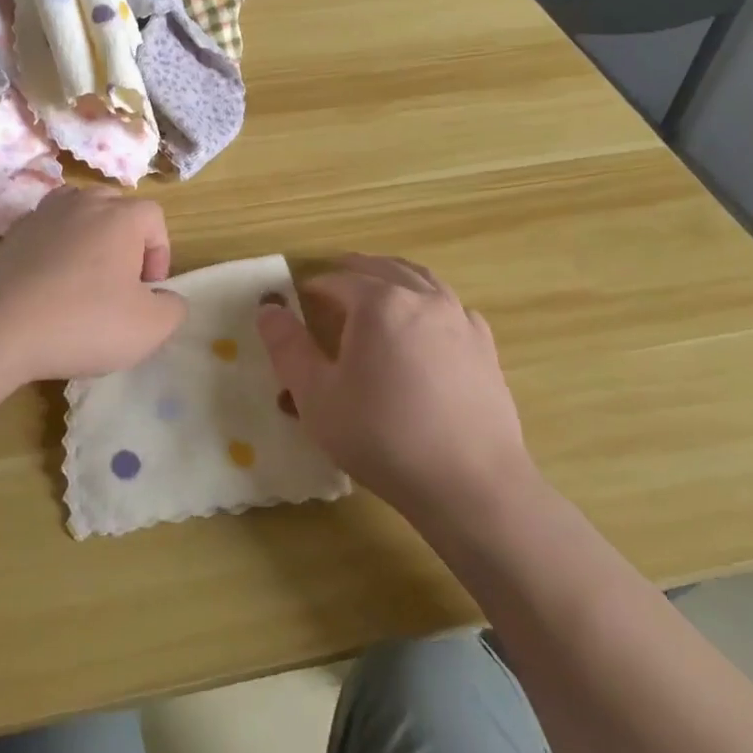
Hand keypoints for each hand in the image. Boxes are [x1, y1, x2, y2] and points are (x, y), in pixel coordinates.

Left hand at [0, 187, 186, 383]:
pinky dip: (54, 252)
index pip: (154, 218)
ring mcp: (42, 215)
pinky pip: (46, 234)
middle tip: (120, 283)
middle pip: (116, 208)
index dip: (160, 253)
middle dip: (125, 241)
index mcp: (121, 216)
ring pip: (78, 214)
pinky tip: (49, 288)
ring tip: (84, 279)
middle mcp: (82, 202)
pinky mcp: (11, 235)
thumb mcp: (149, 328)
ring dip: (89, 241)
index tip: (148, 291)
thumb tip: (164, 297)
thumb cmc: (84, 322)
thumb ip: (172, 308)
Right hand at [255, 255, 531, 525]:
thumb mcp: (316, 396)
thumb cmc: (382, 437)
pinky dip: (427, 302)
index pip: (337, 280)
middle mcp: (422, 298)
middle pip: (382, 268)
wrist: (470, 484)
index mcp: (379, 302)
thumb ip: (288, 347)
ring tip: (374, 293)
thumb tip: (268, 308)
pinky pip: (450, 307)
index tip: (297, 303)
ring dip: (392, 278)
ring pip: (420, 280)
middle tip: (330, 287)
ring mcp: (459, 319)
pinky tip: (422, 326)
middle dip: (352, 272)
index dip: (312, 288)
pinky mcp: (484, 346)